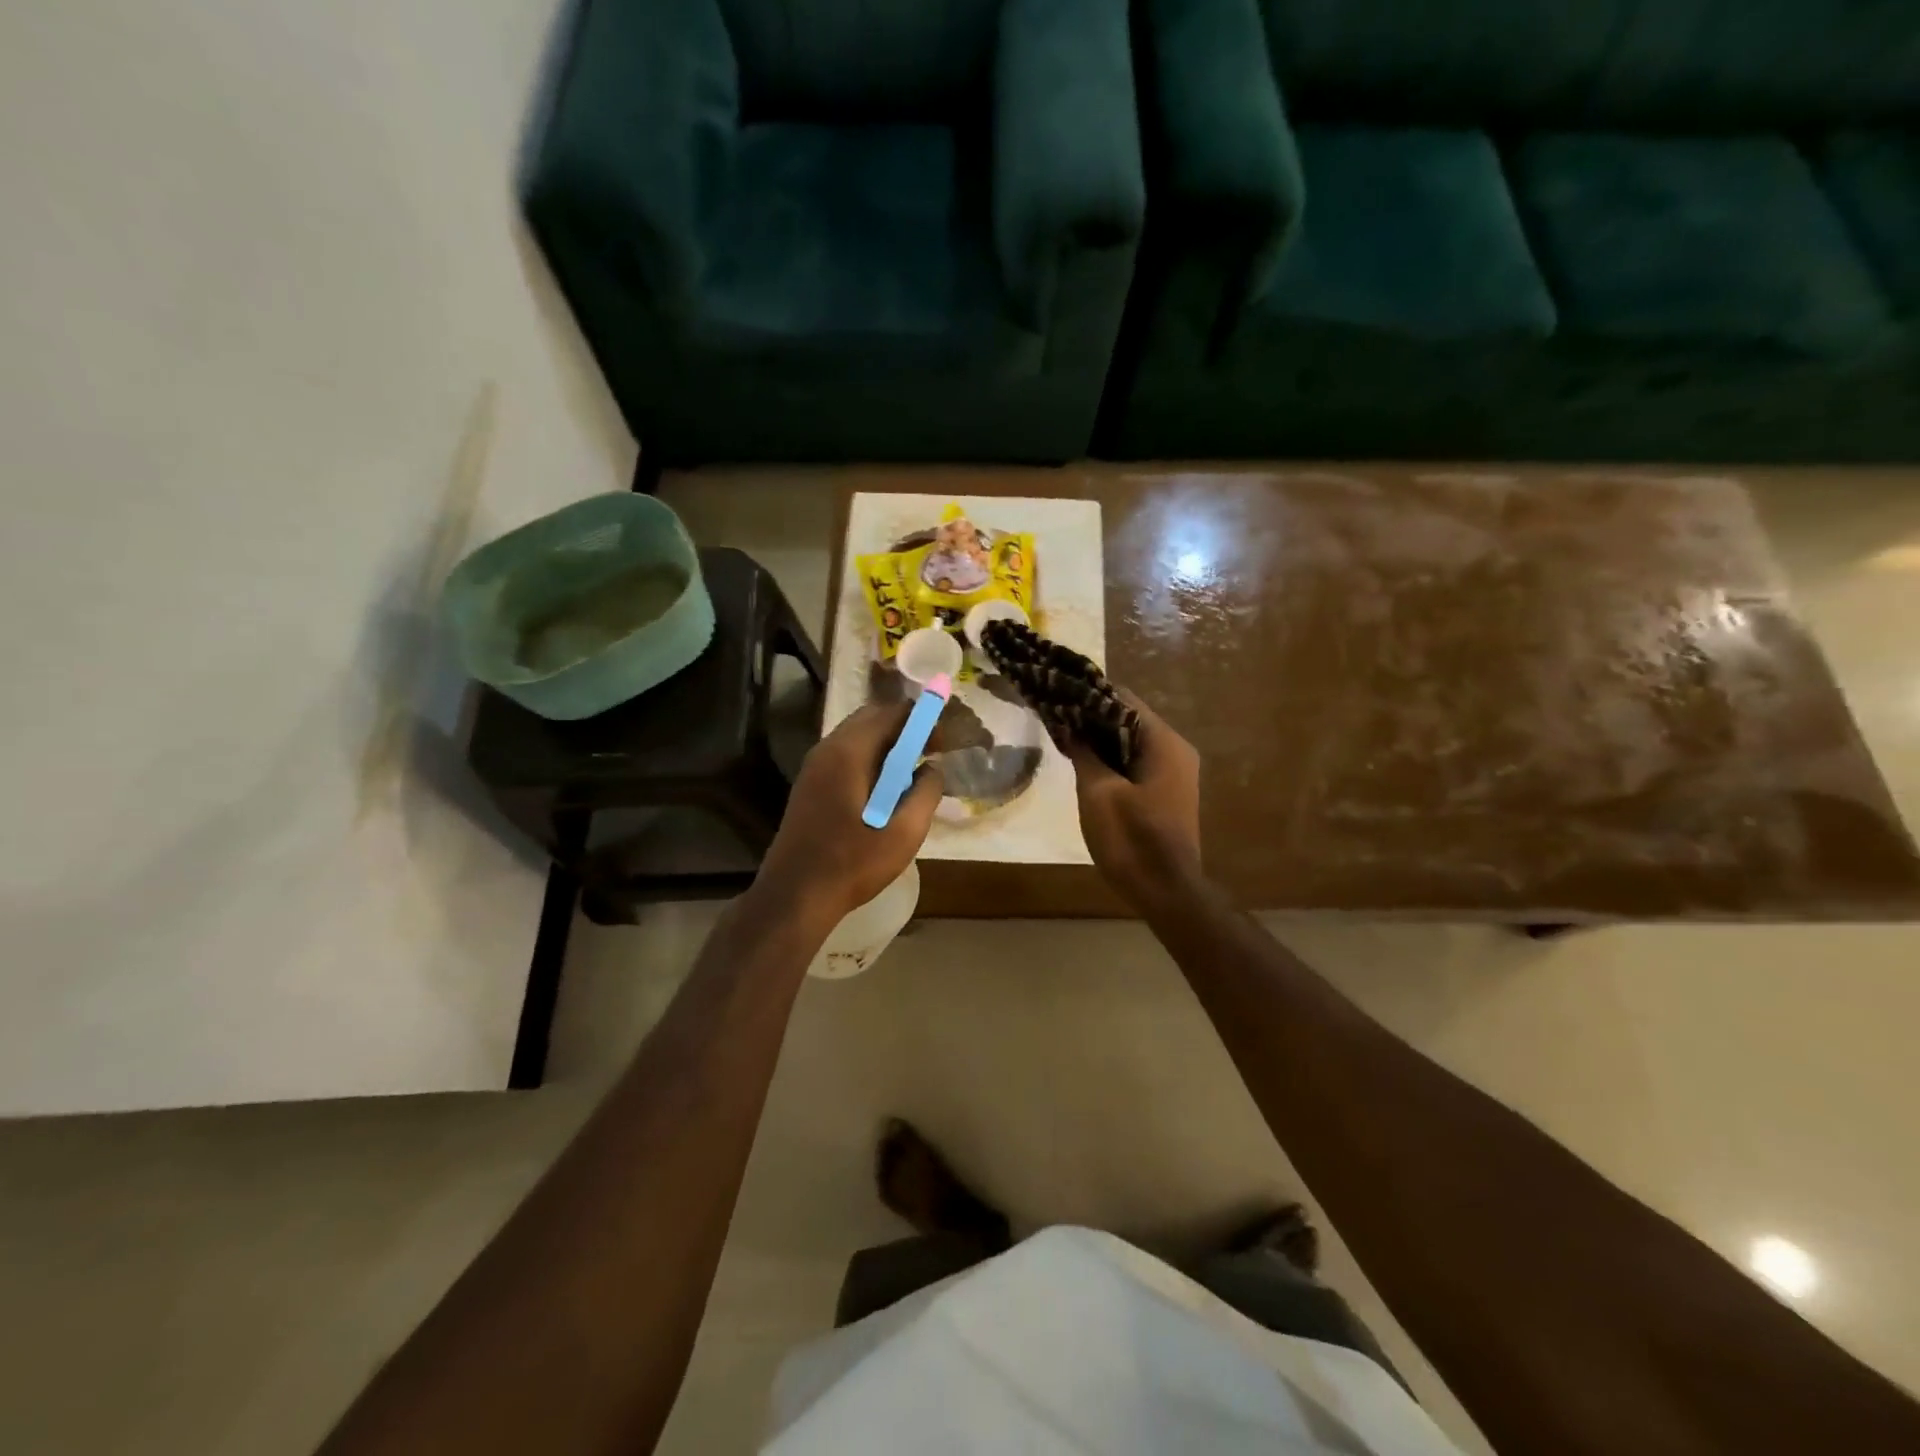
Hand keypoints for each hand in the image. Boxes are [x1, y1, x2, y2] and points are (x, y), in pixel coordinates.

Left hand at [755, 701, 943, 927]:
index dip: (922, 720)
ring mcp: (813, 767)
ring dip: (887, 746)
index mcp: (848, 753)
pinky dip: (870, 760)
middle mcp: (827, 749)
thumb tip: (932, 769)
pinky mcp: (809, 785)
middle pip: (871, 718)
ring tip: (912, 773)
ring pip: (857, 737)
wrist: (795, 896)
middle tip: (931, 753)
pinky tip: (885, 791)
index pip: (891, 713)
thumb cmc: (852, 864)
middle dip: (905, 729)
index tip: (944, 742)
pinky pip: (845, 756)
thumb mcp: (905, 833)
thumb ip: (926, 793)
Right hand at [1062, 689, 1201, 908]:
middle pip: (1128, 718)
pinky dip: (1111, 758)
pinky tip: (1083, 763)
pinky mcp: (1166, 792)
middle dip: (1091, 716)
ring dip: (1099, 739)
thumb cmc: (1131, 840)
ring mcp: (1174, 773)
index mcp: (1164, 743)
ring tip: (1062, 736)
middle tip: (1054, 716)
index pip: (1123, 699)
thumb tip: (1068, 723)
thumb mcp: (1097, 793)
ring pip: (1131, 742)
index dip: (1088, 694)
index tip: (1057, 693)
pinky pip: (1136, 763)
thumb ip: (1084, 751)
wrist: (1165, 893)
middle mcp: (1175, 750)